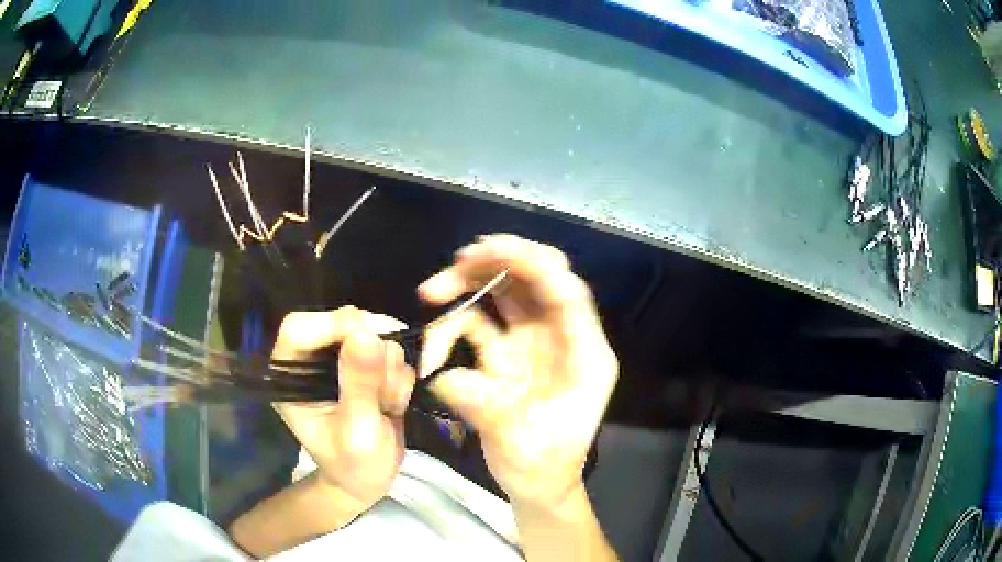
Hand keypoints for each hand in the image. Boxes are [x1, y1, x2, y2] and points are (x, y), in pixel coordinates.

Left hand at [271, 307, 414, 513]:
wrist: (369, 480)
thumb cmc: (354, 465)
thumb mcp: (357, 432)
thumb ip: (359, 386)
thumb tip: (366, 335)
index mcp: (290, 376)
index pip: (299, 329)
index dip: (331, 325)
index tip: (370, 340)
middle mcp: (312, 361)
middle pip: (341, 321)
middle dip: (373, 352)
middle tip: (387, 387)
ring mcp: (340, 360)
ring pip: (372, 333)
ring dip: (390, 368)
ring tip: (387, 405)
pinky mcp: (365, 364)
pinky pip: (390, 349)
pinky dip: (399, 373)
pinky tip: (393, 402)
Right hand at [418, 234, 617, 511]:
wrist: (537, 485)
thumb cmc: (543, 467)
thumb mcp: (520, 443)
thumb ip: (485, 405)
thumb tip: (445, 374)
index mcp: (585, 354)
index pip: (566, 291)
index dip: (530, 263)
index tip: (484, 251)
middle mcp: (562, 339)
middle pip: (537, 280)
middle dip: (498, 262)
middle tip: (456, 263)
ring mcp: (534, 344)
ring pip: (508, 293)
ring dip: (472, 282)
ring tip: (432, 290)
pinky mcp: (508, 355)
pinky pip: (482, 323)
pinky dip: (456, 323)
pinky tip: (435, 343)